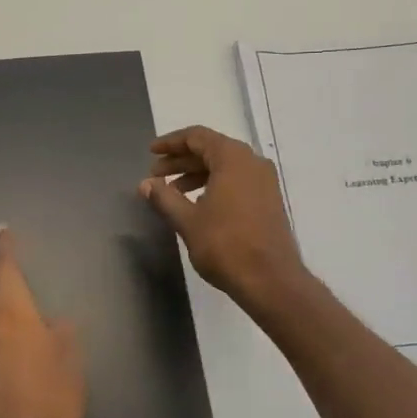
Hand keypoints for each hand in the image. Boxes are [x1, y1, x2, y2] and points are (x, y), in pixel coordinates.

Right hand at [138, 125, 308, 308]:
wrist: (270, 280)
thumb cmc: (225, 245)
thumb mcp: (188, 221)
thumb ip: (164, 198)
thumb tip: (146, 184)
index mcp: (233, 158)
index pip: (197, 136)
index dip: (171, 143)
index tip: (151, 153)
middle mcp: (252, 162)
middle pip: (211, 149)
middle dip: (181, 160)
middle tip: (156, 175)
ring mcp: (265, 181)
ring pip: (224, 166)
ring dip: (196, 174)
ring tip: (173, 193)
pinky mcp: (269, 200)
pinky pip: (237, 181)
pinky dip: (214, 185)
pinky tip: (198, 205)